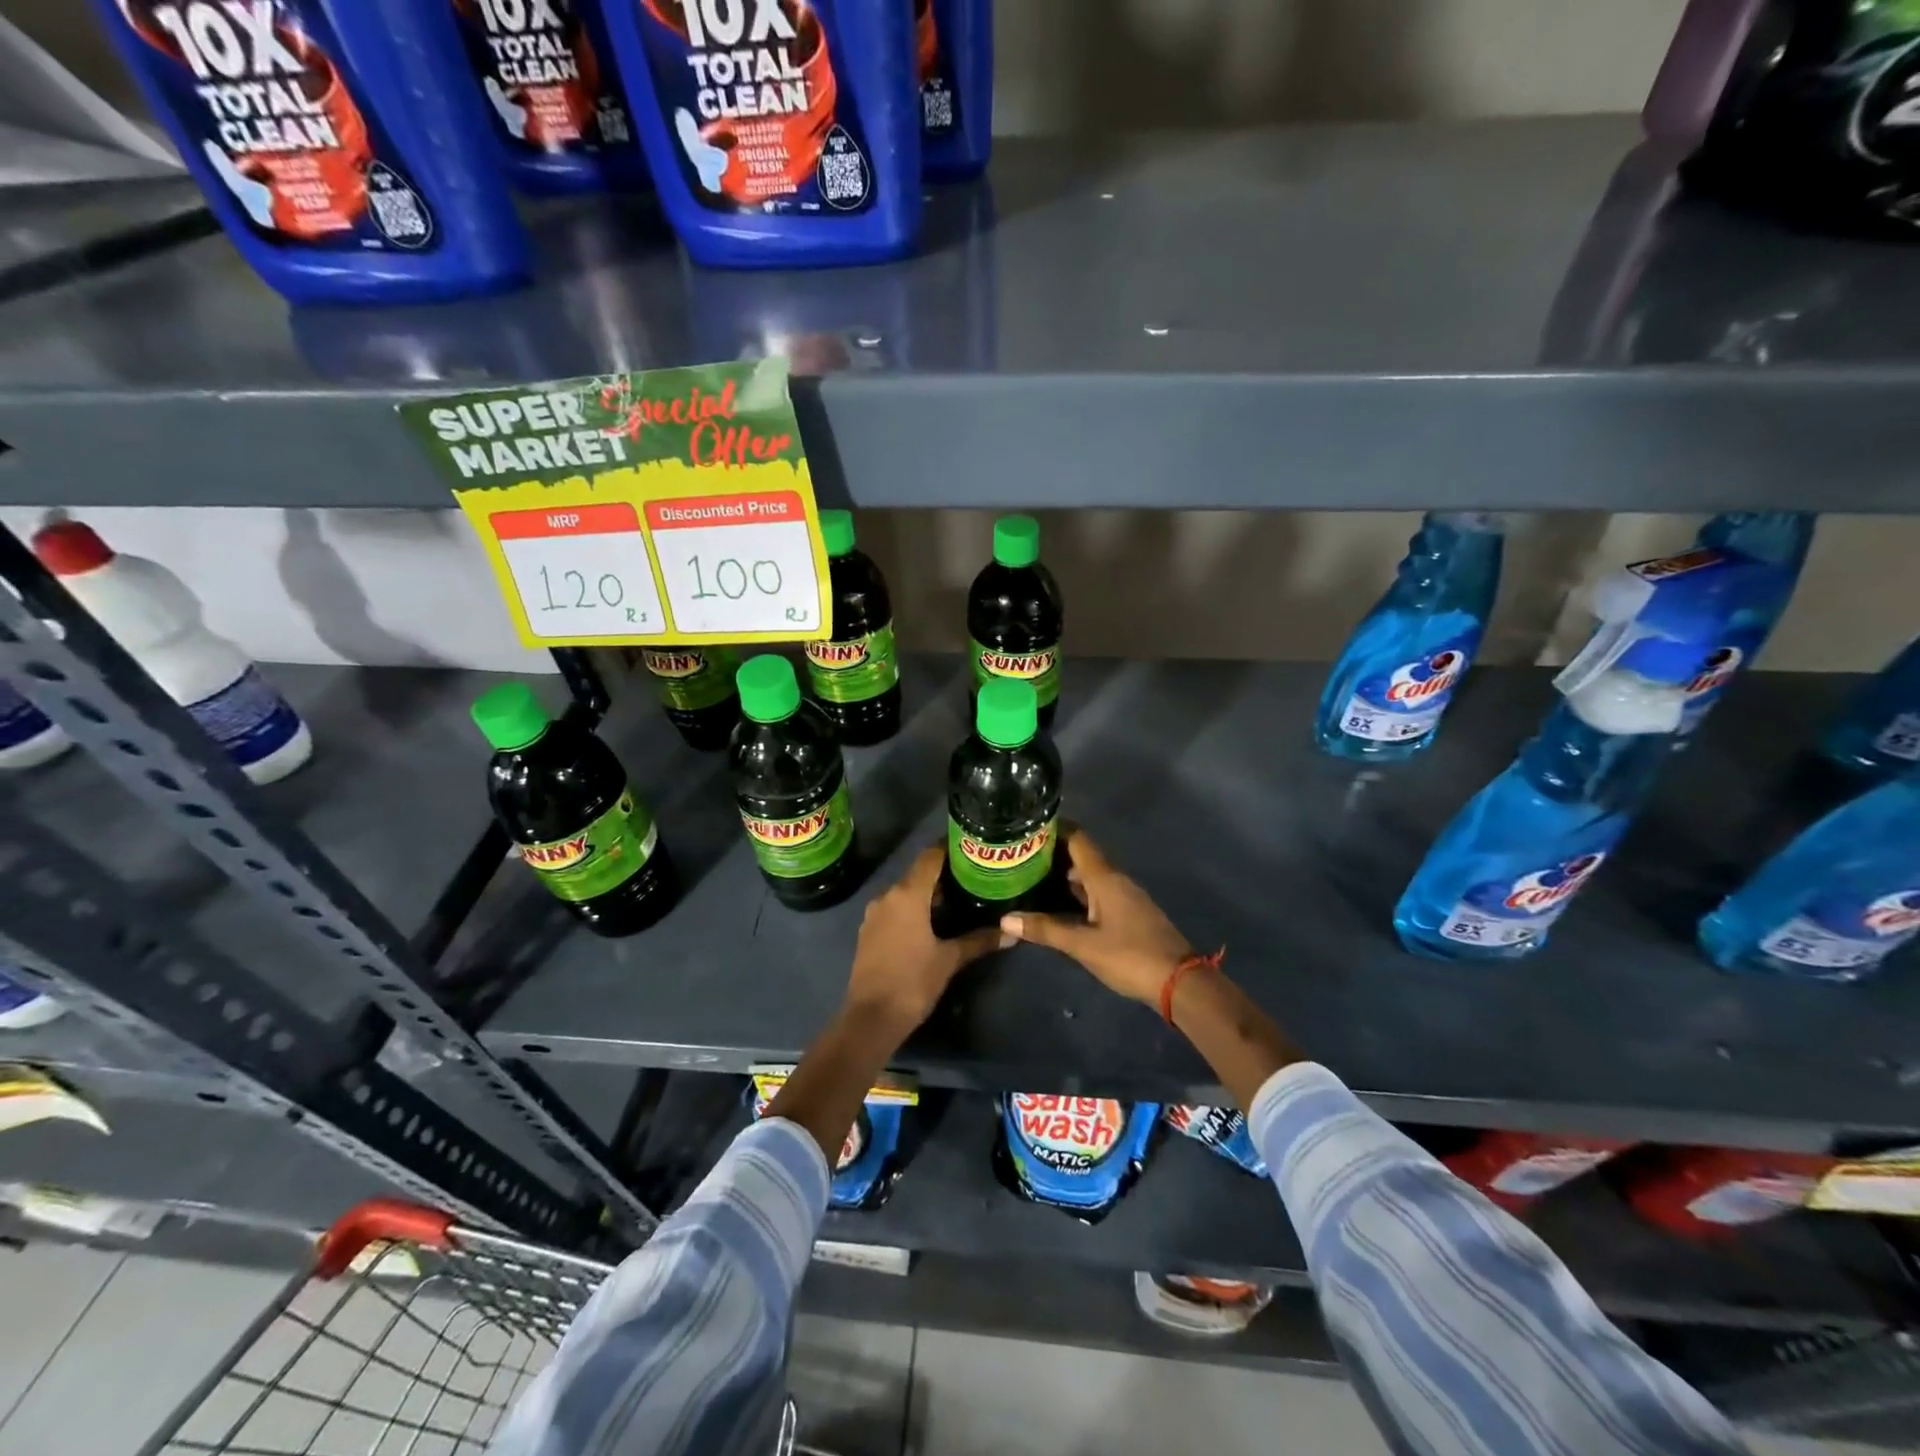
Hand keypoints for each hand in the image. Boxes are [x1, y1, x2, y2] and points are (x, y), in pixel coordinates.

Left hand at [846, 846, 1006, 1029]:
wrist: (870, 1019)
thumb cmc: (912, 982)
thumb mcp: (949, 960)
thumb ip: (979, 941)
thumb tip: (1012, 933)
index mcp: (907, 894)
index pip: (930, 857)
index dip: (950, 847)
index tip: (971, 845)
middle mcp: (888, 896)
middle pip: (918, 873)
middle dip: (944, 872)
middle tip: (973, 874)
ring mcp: (874, 914)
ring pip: (905, 892)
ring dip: (928, 892)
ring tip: (958, 897)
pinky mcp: (869, 931)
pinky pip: (895, 909)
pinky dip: (913, 908)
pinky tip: (932, 921)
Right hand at [1000, 829, 1194, 1003]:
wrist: (1179, 982)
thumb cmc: (1130, 956)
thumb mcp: (1083, 945)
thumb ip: (1046, 929)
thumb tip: (1006, 919)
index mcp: (1105, 877)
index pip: (1078, 839)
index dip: (1055, 829)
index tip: (1027, 826)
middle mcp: (1116, 880)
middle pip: (1082, 856)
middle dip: (1053, 854)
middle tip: (1020, 855)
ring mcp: (1125, 897)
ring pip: (1090, 876)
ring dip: (1065, 874)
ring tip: (1032, 876)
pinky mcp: (1129, 914)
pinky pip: (1098, 893)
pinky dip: (1078, 893)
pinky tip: (1060, 904)